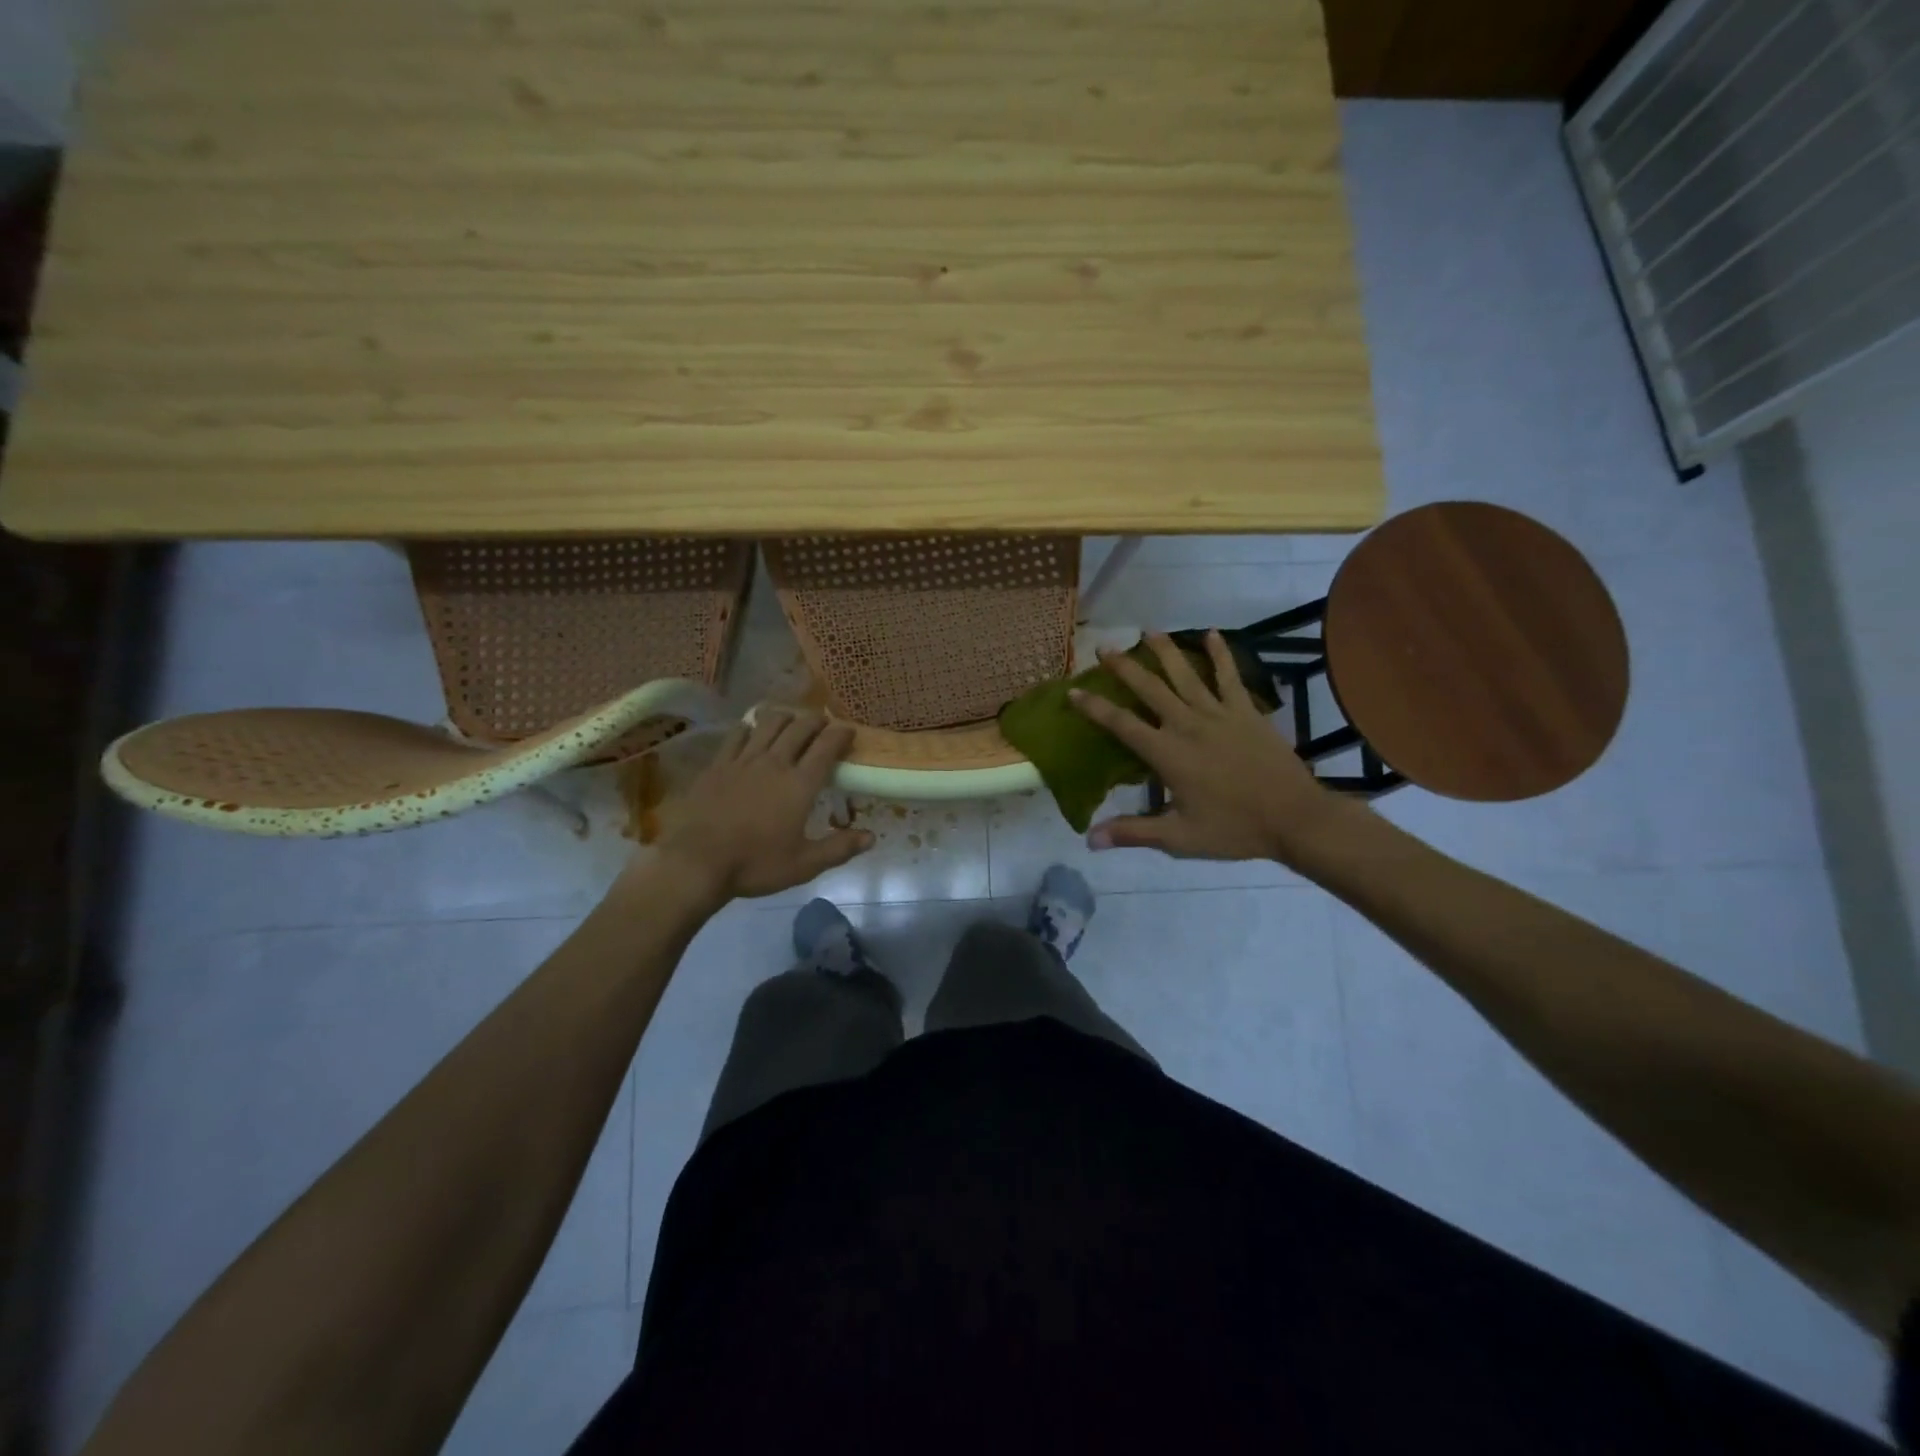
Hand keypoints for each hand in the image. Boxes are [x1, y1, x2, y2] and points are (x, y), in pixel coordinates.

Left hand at [654, 710, 872, 900]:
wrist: (697, 862)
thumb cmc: (755, 864)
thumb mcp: (804, 865)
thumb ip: (839, 849)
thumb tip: (871, 837)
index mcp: (800, 784)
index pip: (826, 748)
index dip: (841, 734)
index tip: (849, 730)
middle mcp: (775, 763)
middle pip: (799, 728)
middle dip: (815, 720)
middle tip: (823, 722)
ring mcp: (743, 761)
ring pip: (768, 724)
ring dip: (785, 717)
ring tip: (791, 719)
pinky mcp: (718, 765)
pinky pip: (737, 735)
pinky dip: (749, 727)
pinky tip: (751, 730)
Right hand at [1068, 631, 1350, 865]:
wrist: (1294, 818)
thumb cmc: (1234, 828)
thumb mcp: (1179, 838)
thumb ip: (1134, 833)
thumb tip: (1090, 840)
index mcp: (1168, 754)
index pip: (1122, 724)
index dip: (1094, 707)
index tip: (1073, 690)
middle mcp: (1188, 725)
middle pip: (1149, 689)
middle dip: (1124, 667)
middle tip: (1104, 647)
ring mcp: (1219, 714)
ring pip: (1185, 675)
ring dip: (1164, 650)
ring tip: (1147, 630)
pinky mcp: (1245, 711)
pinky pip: (1229, 676)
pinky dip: (1220, 654)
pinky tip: (1210, 634)